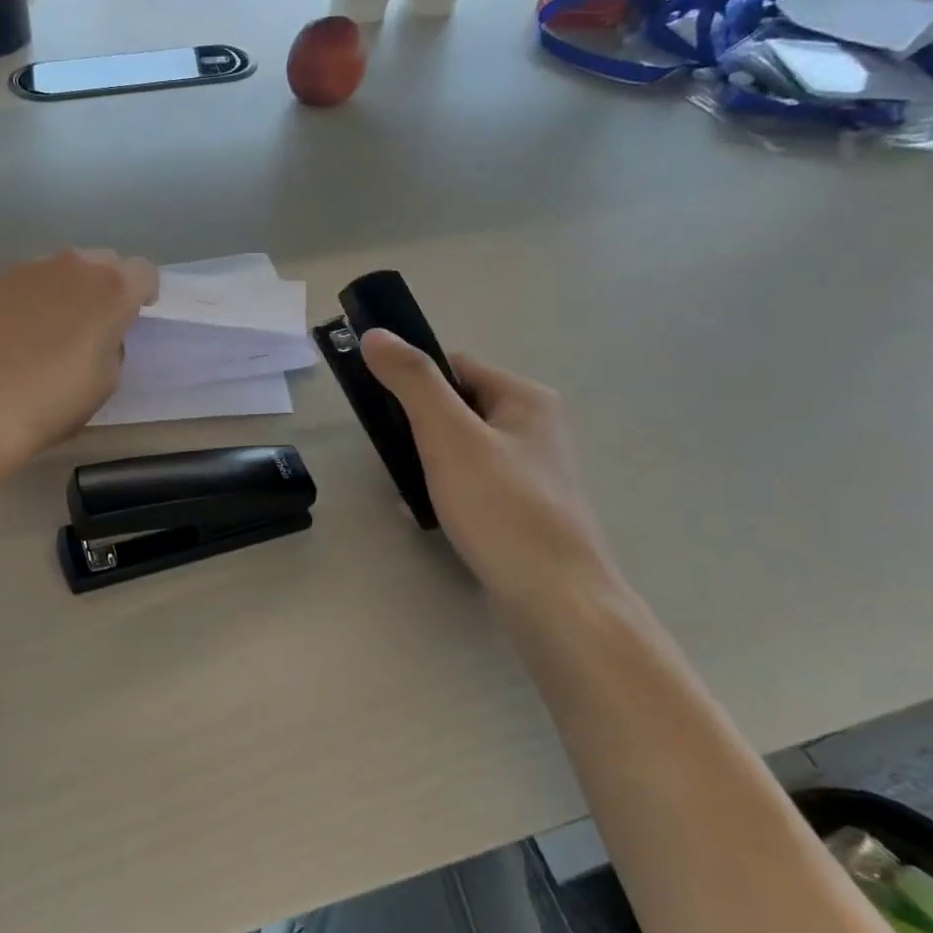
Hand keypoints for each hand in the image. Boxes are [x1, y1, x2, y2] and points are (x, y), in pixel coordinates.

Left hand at [0, 248, 157, 464]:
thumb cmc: (54, 400)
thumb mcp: (107, 381)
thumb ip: (112, 346)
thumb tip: (98, 335)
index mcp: (112, 289)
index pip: (144, 272)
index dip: (144, 294)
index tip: (135, 318)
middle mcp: (74, 266)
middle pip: (105, 261)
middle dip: (108, 285)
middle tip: (97, 322)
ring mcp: (31, 269)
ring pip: (65, 268)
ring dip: (71, 288)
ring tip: (56, 328)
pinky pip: (31, 281)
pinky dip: (36, 297)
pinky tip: (22, 331)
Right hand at [360, 330, 621, 625]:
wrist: (555, 598)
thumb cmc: (501, 507)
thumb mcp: (448, 435)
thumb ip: (412, 381)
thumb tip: (377, 334)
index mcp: (526, 399)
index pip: (456, 366)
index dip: (416, 381)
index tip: (383, 411)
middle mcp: (536, 427)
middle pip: (457, 408)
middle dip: (418, 430)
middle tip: (394, 457)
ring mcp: (534, 471)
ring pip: (462, 449)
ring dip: (428, 464)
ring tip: (408, 492)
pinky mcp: (526, 508)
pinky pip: (474, 484)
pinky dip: (447, 493)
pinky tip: (428, 517)